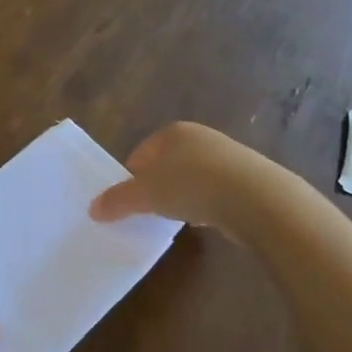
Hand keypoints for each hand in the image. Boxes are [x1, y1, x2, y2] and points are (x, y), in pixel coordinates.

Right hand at [89, 121, 268, 236]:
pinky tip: (208, 219)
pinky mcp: (249, 178)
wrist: (257, 199)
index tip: (129, 203)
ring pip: (193, 177)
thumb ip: (118, 200)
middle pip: (167, 164)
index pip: (140, 154)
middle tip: (151, 212)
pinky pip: (217, 190)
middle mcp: (200, 137)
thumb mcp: (145, 195)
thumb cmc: (191, 186)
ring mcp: (228, 156)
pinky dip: (208, 204)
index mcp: (172, 132)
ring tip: (179, 218)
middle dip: (157, 187)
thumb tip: (93, 209)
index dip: (130, 178)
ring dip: (184, 196)